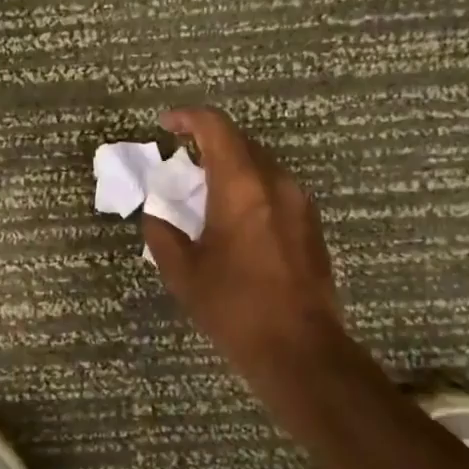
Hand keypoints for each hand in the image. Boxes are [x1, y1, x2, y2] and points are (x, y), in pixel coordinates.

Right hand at [142, 106, 346, 378]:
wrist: (300, 349)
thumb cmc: (235, 307)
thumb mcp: (183, 273)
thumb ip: (163, 234)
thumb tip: (156, 216)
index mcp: (241, 186)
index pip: (215, 127)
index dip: (187, 118)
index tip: (166, 126)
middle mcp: (275, 182)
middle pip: (240, 142)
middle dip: (208, 144)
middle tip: (182, 165)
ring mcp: (299, 202)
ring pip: (260, 165)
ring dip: (231, 168)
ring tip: (206, 195)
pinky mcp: (312, 224)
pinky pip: (275, 189)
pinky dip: (251, 189)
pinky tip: (236, 220)